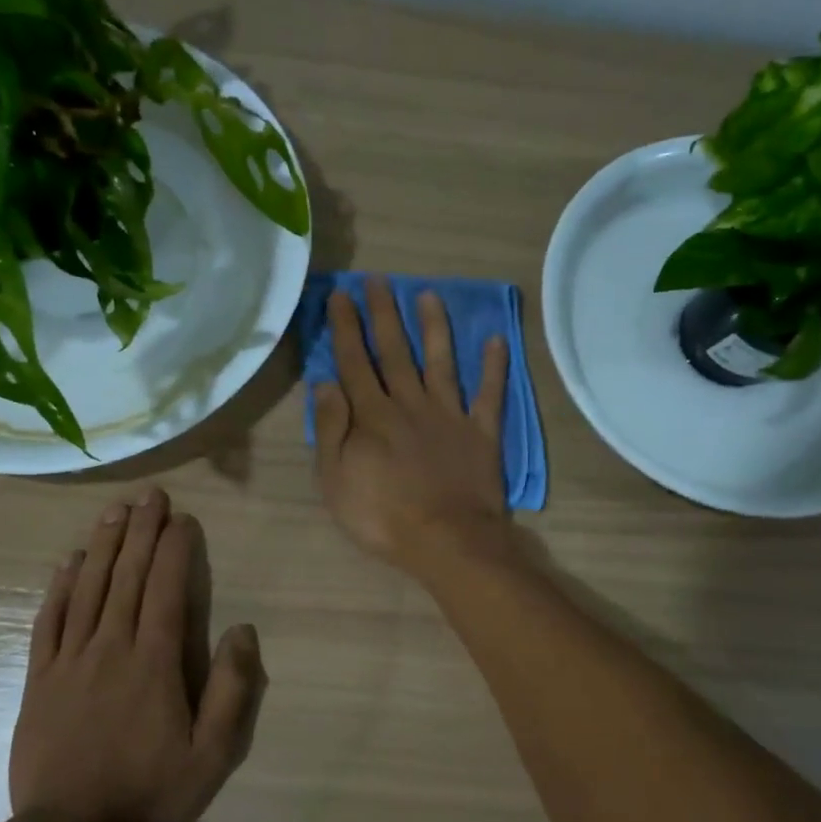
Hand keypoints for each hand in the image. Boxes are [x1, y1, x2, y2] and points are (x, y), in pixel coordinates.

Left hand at [10, 488, 265, 821]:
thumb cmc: (149, 791)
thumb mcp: (212, 753)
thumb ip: (232, 689)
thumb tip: (242, 630)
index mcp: (154, 662)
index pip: (165, 589)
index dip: (173, 549)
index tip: (181, 518)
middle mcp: (110, 648)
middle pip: (126, 577)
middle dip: (139, 532)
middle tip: (149, 495)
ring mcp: (69, 660)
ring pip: (88, 589)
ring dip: (103, 546)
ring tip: (115, 512)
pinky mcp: (40, 678)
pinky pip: (49, 621)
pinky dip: (60, 587)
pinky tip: (69, 561)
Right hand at [313, 277, 511, 576]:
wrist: (447, 540)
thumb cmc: (383, 516)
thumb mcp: (336, 479)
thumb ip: (331, 429)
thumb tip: (324, 383)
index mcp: (373, 415)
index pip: (355, 362)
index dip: (347, 327)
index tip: (342, 295)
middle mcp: (411, 404)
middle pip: (395, 352)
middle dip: (384, 314)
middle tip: (378, 280)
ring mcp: (450, 416)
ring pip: (441, 362)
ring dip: (435, 327)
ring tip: (429, 294)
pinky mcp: (481, 433)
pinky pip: (489, 395)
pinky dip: (494, 368)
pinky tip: (496, 340)